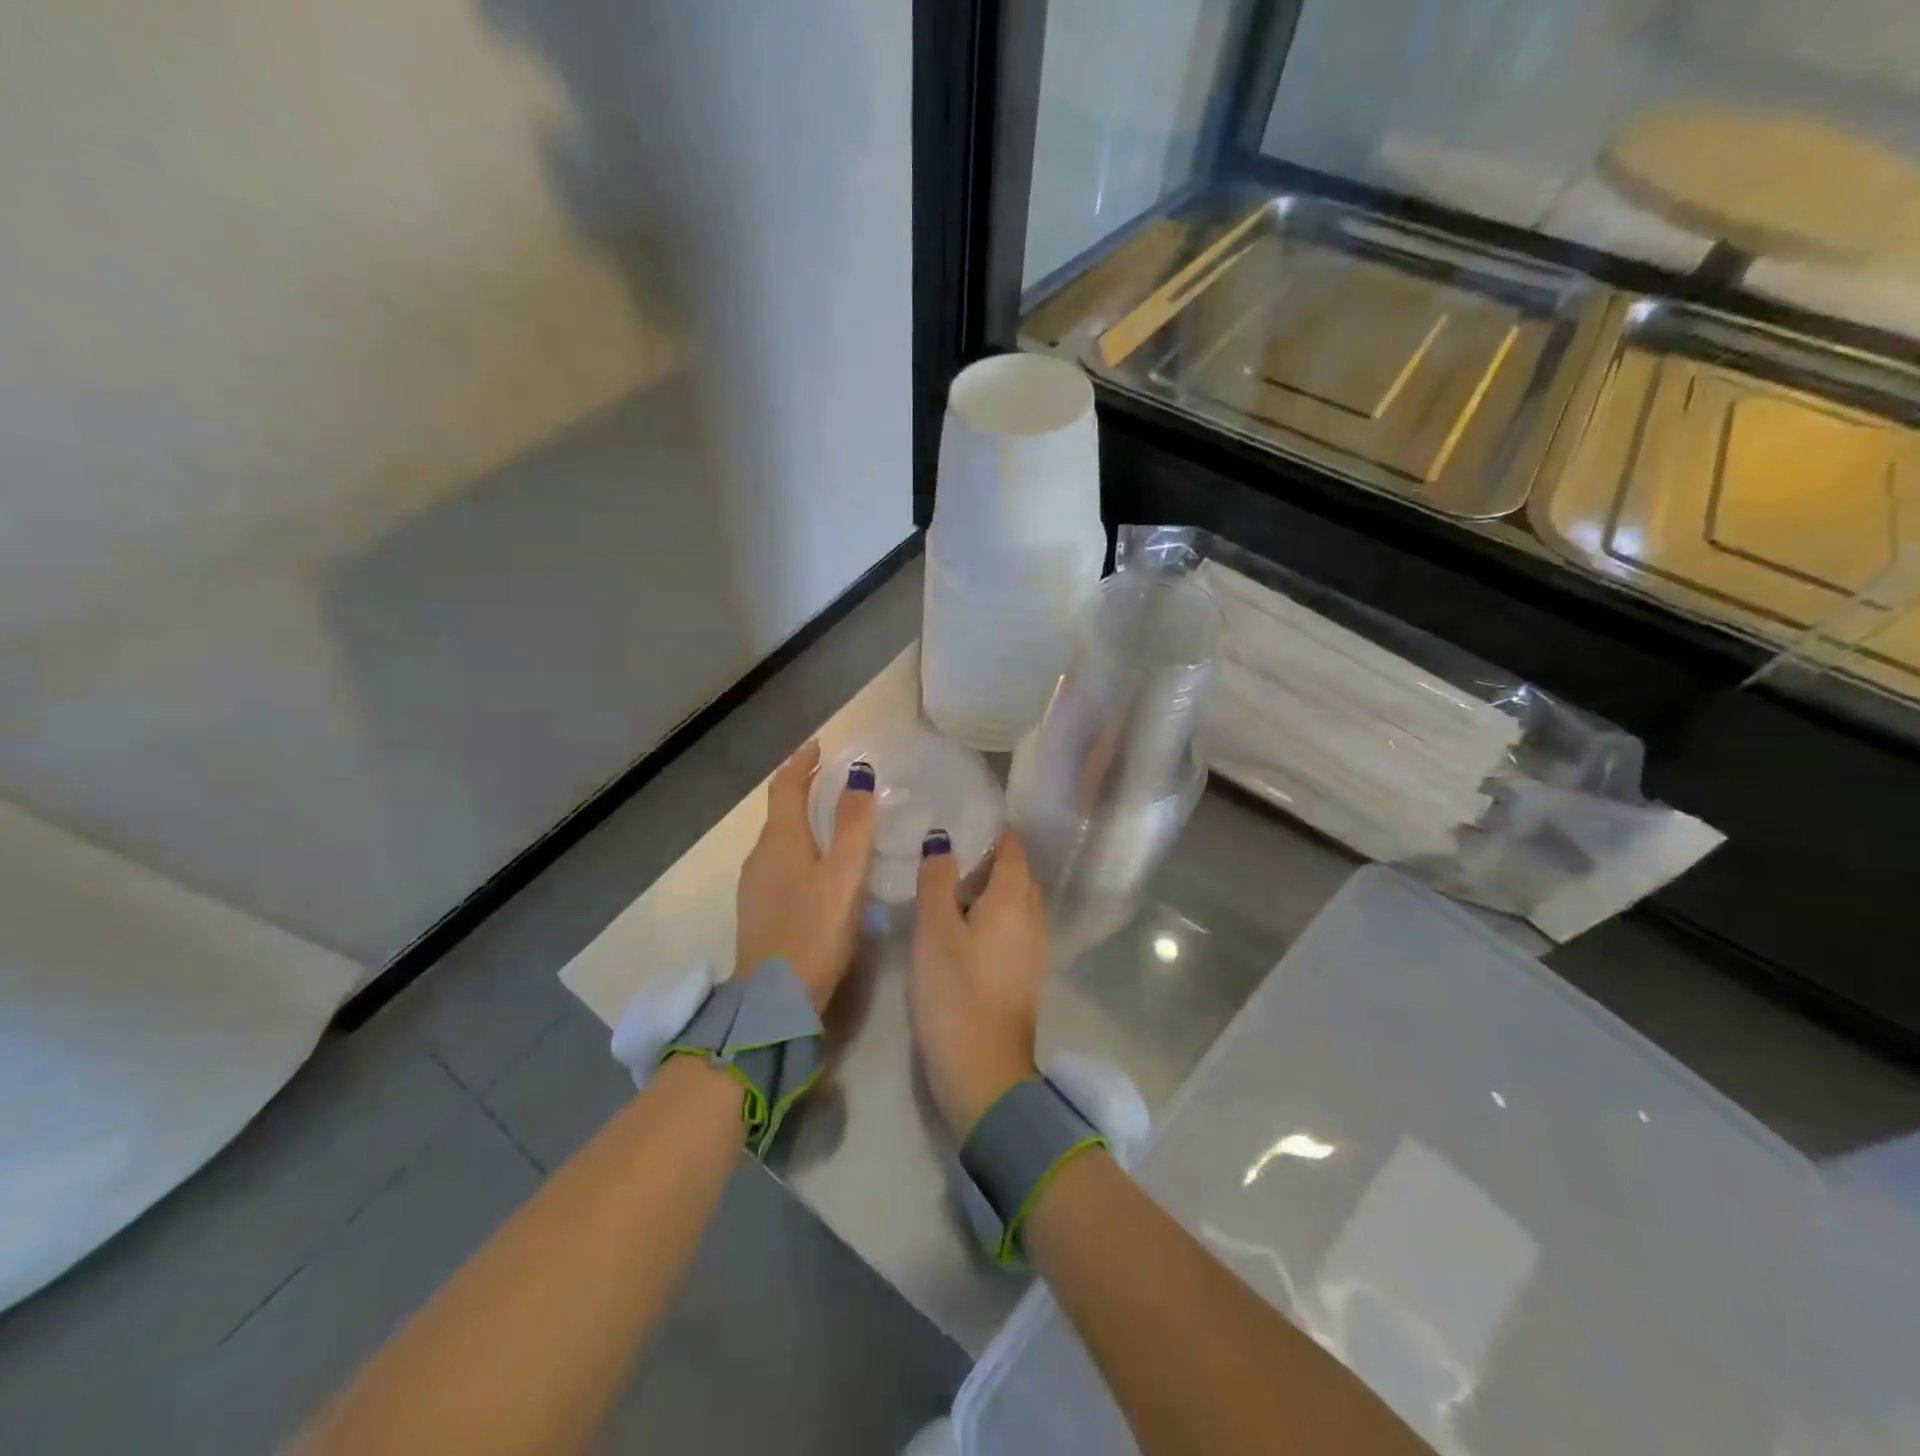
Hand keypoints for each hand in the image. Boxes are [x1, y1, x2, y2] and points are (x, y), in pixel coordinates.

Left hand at [733, 741, 877, 1011]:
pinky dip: (801, 847)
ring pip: (780, 838)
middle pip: (780, 810)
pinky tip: (820, 865)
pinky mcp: (760, 909)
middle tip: (835, 778)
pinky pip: (781, 861)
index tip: (820, 745)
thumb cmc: (814, 929)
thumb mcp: (844, 874)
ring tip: (834, 818)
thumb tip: (859, 774)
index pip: (786, 786)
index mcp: (779, 840)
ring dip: (803, 819)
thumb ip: (854, 824)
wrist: (775, 998)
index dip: (802, 762)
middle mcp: (760, 855)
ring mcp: (756, 884)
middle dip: (803, 788)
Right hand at [910, 830, 1048, 1139]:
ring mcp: (1033, 947)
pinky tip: (963, 923)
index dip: (992, 831)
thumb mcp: (935, 931)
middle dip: (990, 857)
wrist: (984, 1071)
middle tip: (948, 849)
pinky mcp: (1024, 973)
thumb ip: (938, 881)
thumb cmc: (955, 993)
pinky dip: (993, 914)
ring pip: (1016, 901)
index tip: (962, 819)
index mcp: (1014, 899)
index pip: (1013, 849)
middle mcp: (1033, 917)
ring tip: (950, 882)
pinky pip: (1013, 926)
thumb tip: (942, 840)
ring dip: (990, 887)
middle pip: (1018, 873)